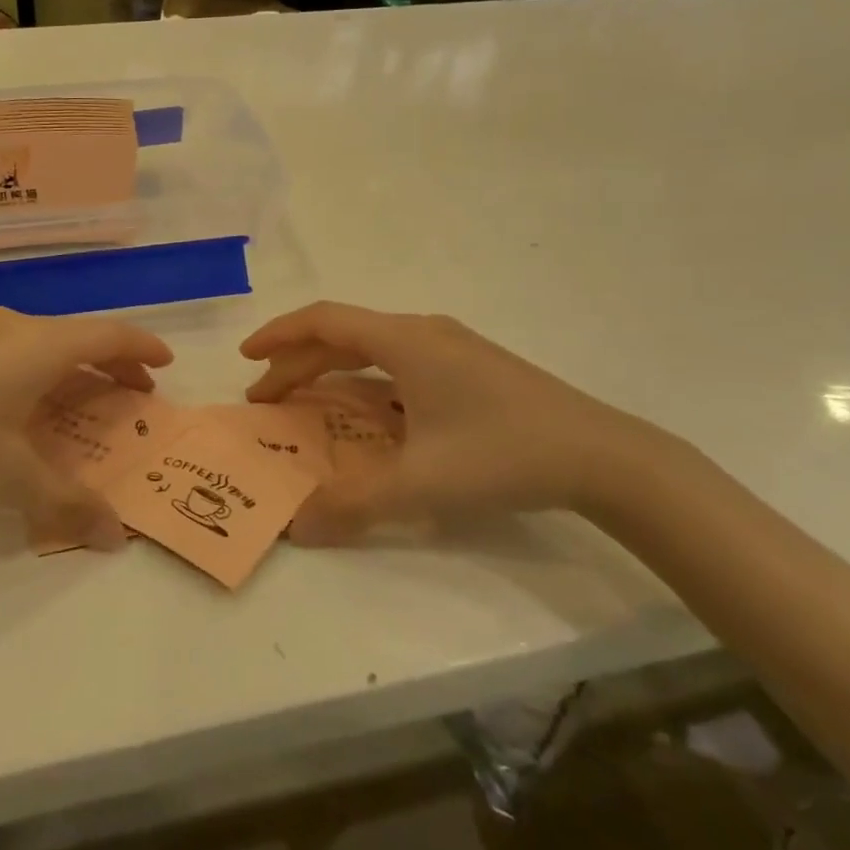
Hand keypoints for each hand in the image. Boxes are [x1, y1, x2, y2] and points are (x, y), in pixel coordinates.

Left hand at [0, 308, 172, 549]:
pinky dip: (33, 371)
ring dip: (70, 369)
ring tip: (78, 399)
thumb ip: (67, 504)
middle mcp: (10, 328)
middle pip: (76, 337)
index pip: (107, 336)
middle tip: (131, 393)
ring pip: (39, 343)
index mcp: (38, 347)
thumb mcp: (10, 480)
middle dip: (110, 365)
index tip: (165, 363)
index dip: (141, 349)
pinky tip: (15, 404)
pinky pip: (7, 351)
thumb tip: (115, 536)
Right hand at [240, 302, 690, 544]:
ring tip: (306, 402)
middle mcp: (423, 332)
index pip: (324, 321)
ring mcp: (452, 347)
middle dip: (297, 363)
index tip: (246, 358)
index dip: (278, 335)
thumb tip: (296, 527)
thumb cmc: (503, 455)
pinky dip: (366, 381)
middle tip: (266, 399)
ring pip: (373, 348)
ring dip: (332, 371)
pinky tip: (369, 415)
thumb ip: (352, 505)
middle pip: (343, 335)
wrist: (603, 456)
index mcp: (404, 341)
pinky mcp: (472, 367)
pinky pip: (399, 363)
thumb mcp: (420, 484)